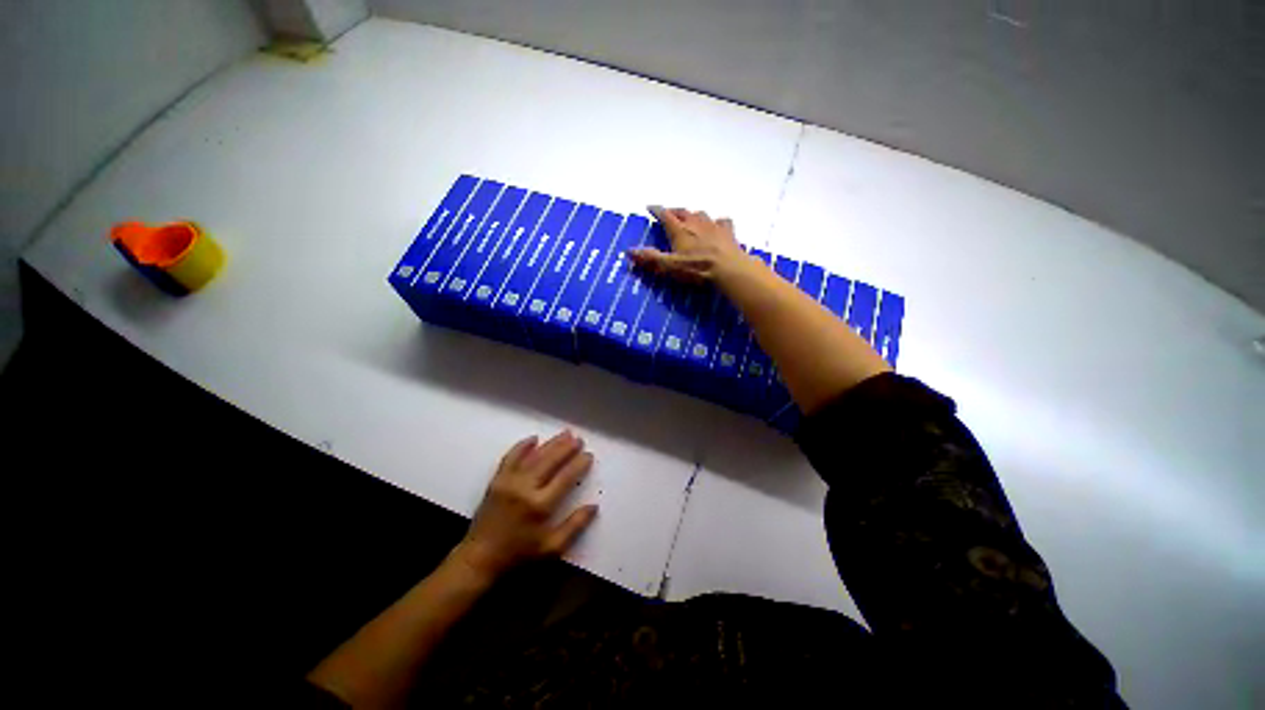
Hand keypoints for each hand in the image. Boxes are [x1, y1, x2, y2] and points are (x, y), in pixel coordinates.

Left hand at [452, 431, 597, 581]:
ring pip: (534, 456)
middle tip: (579, 439)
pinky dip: (522, 446)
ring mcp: (509, 482)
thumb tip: (594, 507)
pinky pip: (510, 457)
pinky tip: (533, 438)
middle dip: (566, 448)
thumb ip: (574, 526)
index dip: (579, 464)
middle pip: (550, 461)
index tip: (589, 455)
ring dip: (550, 443)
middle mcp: (525, 488)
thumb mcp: (551, 548)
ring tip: (565, 434)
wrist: (479, 559)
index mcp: (540, 505)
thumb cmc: (519, 555)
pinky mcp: (497, 481)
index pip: (565, 477)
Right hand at [631, 206, 749, 282]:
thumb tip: (628, 251)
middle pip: (682, 211)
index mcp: (679, 229)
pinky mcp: (728, 232)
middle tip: (669, 212)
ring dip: (693, 215)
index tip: (650, 207)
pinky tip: (718, 226)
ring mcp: (713, 225)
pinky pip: (722, 222)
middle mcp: (695, 222)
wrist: (728, 268)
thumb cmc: (696, 268)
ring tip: (690, 218)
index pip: (664, 214)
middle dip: (674, 211)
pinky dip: (717, 222)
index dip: (656, 210)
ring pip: (701, 214)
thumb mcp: (669, 266)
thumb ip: (650, 258)